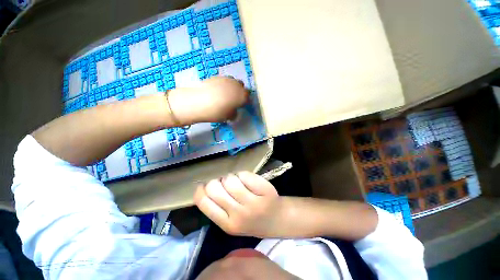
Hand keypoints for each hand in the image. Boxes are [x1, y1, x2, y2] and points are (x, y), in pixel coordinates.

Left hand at [168, 76, 248, 124]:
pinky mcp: (216, 76)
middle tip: (235, 100)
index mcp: (241, 95)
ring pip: (233, 82)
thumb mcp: (228, 117)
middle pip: (242, 87)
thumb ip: (234, 113)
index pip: (248, 97)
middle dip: (240, 93)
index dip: (246, 102)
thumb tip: (234, 111)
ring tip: (225, 95)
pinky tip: (217, 92)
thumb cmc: (216, 112)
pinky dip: (224, 85)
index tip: (242, 106)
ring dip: (232, 88)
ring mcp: (226, 79)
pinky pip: (224, 81)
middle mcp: (236, 85)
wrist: (197, 102)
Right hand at [194, 171, 283, 237]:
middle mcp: (239, 215)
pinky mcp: (264, 190)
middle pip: (215, 188)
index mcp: (227, 224)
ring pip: (230, 179)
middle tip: (226, 184)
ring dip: (231, 177)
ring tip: (238, 182)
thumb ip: (217, 207)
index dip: (201, 189)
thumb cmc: (250, 218)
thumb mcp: (231, 220)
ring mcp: (253, 203)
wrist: (276, 219)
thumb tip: (204, 186)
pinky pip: (244, 175)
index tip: (206, 186)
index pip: (204, 202)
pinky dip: (244, 175)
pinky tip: (248, 181)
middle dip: (218, 181)